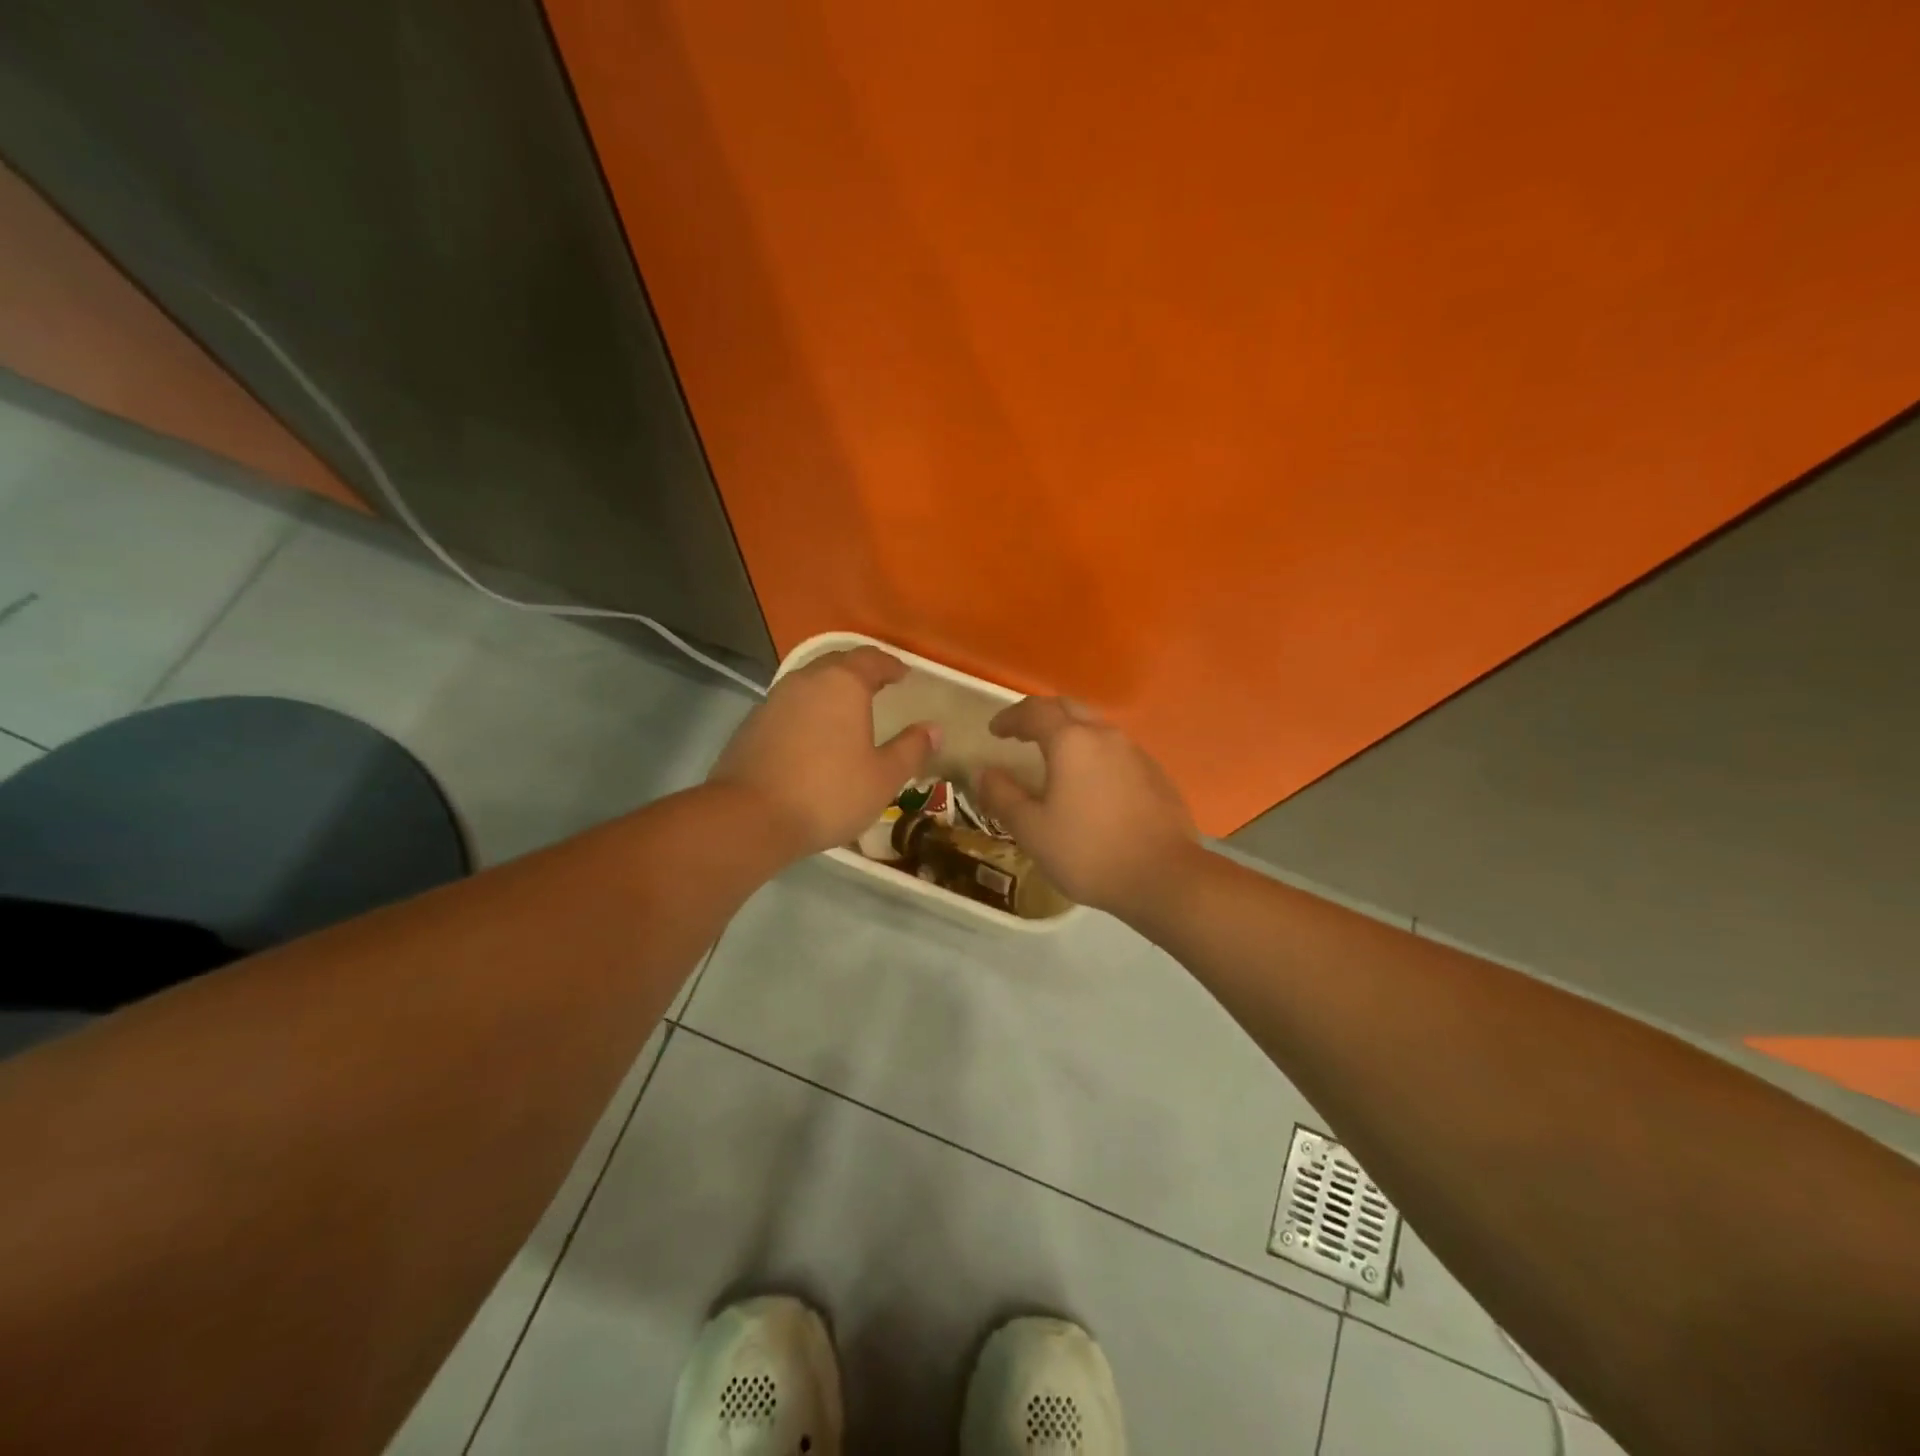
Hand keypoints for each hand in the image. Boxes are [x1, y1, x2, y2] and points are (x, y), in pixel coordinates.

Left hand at [708, 647, 938, 858]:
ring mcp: (774, 700)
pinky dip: (807, 712)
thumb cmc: (828, 793)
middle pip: (837, 664)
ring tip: (846, 711)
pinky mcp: (752, 724)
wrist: (750, 817)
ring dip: (830, 691)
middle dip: (859, 671)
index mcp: (843, 684)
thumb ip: (911, 749)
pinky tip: (813, 736)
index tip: (903, 675)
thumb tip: (934, 729)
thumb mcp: (883, 777)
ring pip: (809, 683)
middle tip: (877, 686)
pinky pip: (789, 707)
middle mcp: (806, 681)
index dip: (890, 665)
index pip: (872, 659)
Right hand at [974, 697, 1197, 912]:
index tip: (995, 731)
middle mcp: (1105, 736)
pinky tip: (1091, 783)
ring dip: (1070, 733)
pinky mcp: (1156, 774)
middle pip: (1069, 708)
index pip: (1034, 712)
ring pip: (1096, 728)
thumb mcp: (1032, 830)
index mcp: (1071, 742)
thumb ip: (1003, 796)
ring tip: (1054, 757)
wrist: (1164, 877)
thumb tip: (985, 773)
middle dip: (1042, 715)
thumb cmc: (1088, 852)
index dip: (1010, 717)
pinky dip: (1094, 754)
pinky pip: (1116, 751)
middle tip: (1022, 733)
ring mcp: (1135, 753)